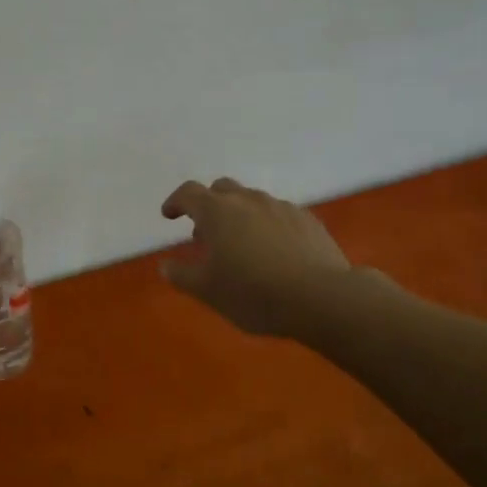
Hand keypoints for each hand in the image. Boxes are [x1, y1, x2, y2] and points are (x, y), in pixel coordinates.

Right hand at [159, 178, 352, 338]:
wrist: (321, 298)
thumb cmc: (254, 293)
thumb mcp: (208, 291)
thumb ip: (182, 276)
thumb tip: (165, 266)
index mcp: (217, 212)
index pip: (189, 193)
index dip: (176, 202)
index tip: (169, 215)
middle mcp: (248, 200)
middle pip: (221, 189)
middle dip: (208, 205)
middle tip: (205, 233)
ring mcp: (281, 207)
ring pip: (252, 200)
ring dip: (239, 215)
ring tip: (241, 245)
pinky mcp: (308, 220)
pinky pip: (278, 214)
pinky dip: (267, 224)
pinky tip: (274, 251)